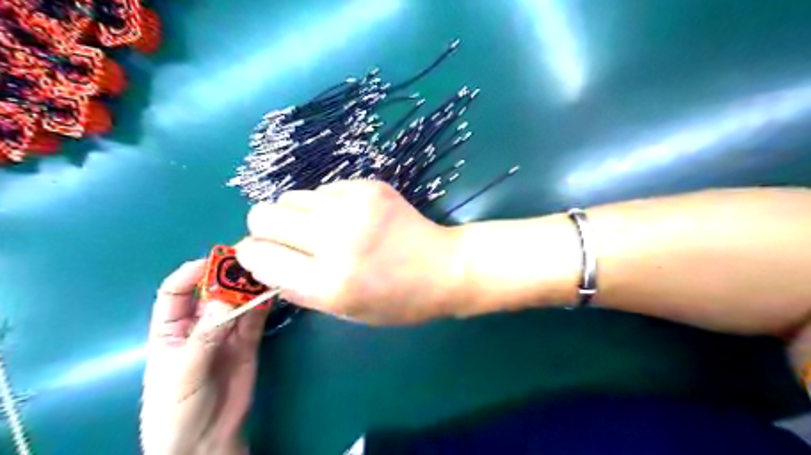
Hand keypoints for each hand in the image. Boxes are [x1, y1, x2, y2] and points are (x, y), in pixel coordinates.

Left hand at [137, 259, 268, 454]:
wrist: (205, 441)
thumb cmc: (177, 409)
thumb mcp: (183, 372)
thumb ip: (205, 336)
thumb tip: (225, 298)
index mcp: (171, 329)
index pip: (176, 291)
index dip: (191, 273)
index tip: (214, 261)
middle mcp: (200, 325)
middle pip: (213, 292)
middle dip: (228, 277)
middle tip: (250, 263)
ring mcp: (226, 333)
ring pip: (238, 302)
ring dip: (250, 288)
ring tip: (267, 273)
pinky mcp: (248, 342)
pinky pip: (256, 319)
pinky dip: (264, 305)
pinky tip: (273, 292)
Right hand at [237, 179, 461, 324]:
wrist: (445, 267)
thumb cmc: (398, 300)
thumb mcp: (346, 311)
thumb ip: (299, 290)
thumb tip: (263, 264)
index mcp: (329, 282)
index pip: (258, 255)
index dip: (252, 255)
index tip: (261, 256)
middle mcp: (336, 240)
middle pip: (262, 215)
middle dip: (265, 229)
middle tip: (286, 240)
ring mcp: (354, 207)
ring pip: (289, 196)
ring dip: (295, 214)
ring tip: (320, 229)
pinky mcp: (369, 187)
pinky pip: (324, 189)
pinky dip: (326, 204)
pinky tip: (349, 217)